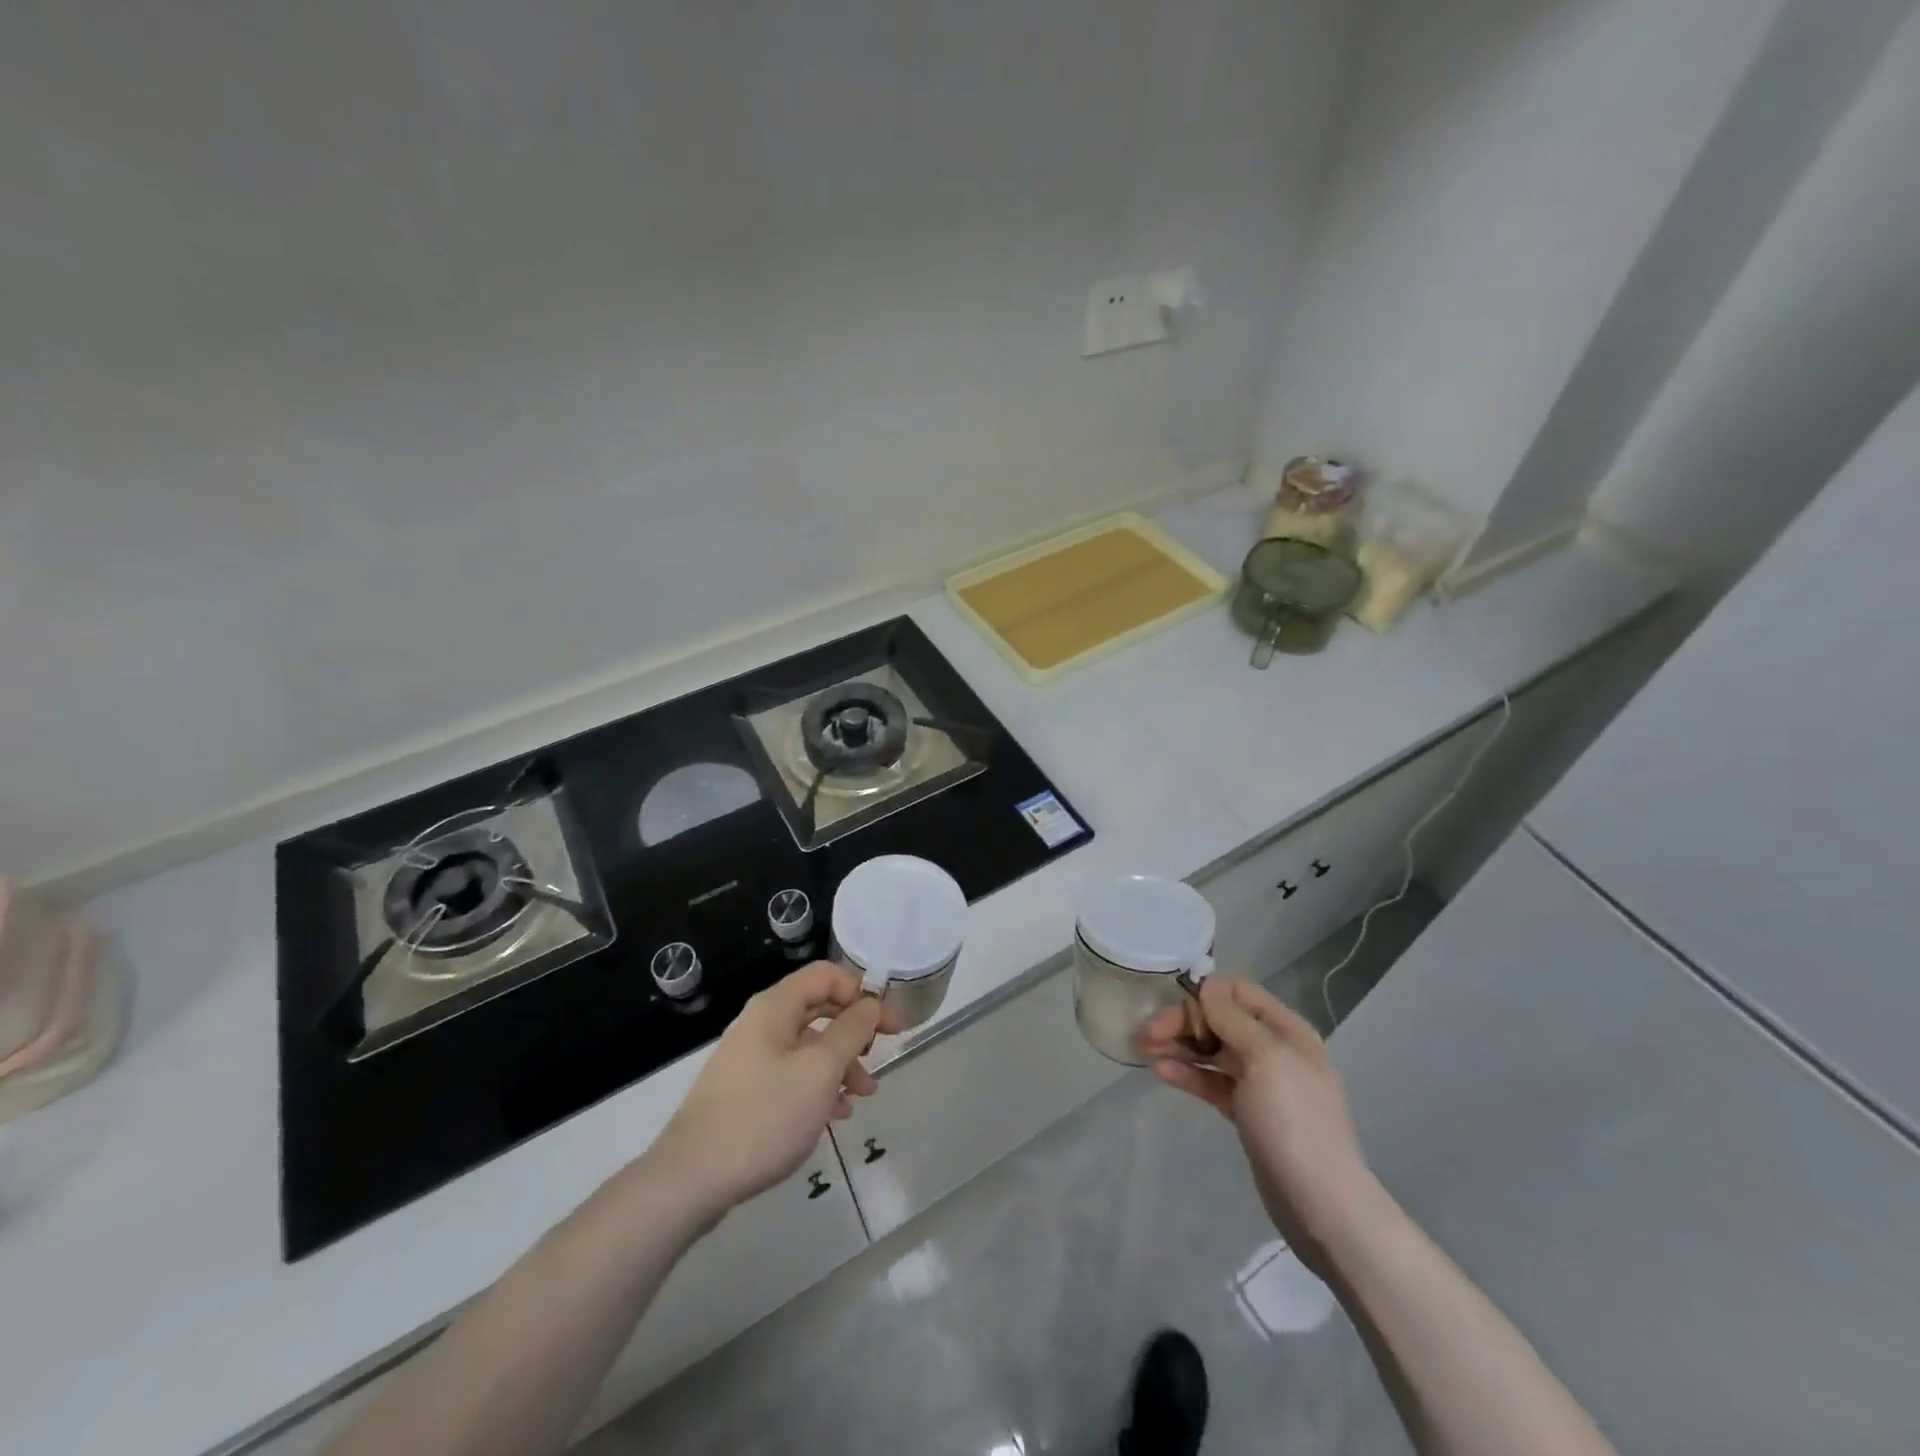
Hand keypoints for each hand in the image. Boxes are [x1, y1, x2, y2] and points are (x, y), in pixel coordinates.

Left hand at [646, 963, 891, 1218]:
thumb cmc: (764, 1115)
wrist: (690, 1180)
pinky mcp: (745, 1093)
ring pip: (807, 1047)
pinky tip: (834, 1115)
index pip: (827, 975)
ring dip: (840, 1065)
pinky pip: (790, 1076)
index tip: (888, 1027)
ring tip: (862, 1097)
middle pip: (818, 1010)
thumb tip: (870, 1003)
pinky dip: (817, 1087)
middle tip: (879, 1058)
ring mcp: (749, 1059)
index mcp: (776, 1007)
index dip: (862, 993)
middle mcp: (761, 1024)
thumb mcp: (820, 1070)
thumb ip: (851, 1031)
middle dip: (854, 1032)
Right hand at [1139, 977, 1384, 1275]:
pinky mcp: (1247, 1112)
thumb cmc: (1293, 1120)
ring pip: (1212, 1051)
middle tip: (1146, 1034)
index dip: (1204, 995)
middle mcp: (1274, 1050)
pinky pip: (1212, 1081)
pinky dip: (1188, 1073)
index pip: (1238, 992)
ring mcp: (1261, 1083)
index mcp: (1285, 1030)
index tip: (1173, 1011)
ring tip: (1144, 1050)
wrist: (1321, 1204)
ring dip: (1179, 1046)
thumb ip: (1233, 1017)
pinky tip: (1161, 1072)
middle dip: (1183, 1022)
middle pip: (1220, 1020)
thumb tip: (1207, 985)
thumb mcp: (1265, 1058)